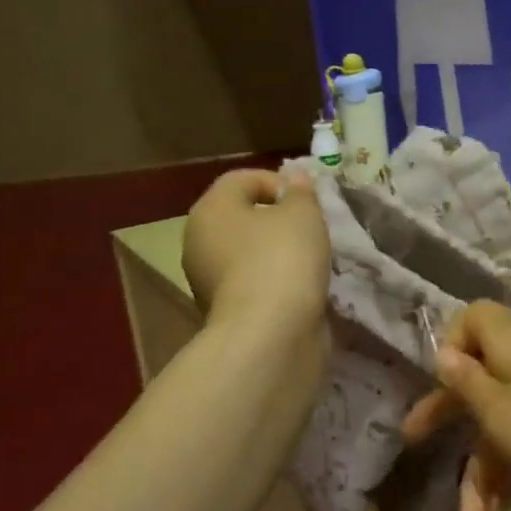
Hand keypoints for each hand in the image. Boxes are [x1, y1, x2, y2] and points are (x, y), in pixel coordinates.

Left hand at [182, 169, 329, 333]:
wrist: (271, 333)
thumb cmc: (283, 259)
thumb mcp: (302, 213)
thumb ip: (299, 191)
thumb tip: (294, 177)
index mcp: (210, 209)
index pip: (242, 179)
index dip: (278, 182)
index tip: (308, 201)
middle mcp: (200, 241)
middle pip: (242, 216)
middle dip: (278, 219)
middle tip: (311, 228)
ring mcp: (208, 279)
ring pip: (248, 251)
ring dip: (277, 252)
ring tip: (310, 259)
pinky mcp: (225, 310)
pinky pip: (253, 281)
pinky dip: (275, 280)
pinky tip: (300, 287)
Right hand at [400, 301, 510, 510]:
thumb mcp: (497, 412)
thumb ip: (466, 382)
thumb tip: (444, 352)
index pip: (474, 317)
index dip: (452, 341)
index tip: (440, 379)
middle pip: (481, 373)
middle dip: (450, 415)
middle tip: (416, 443)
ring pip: (504, 415)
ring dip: (483, 465)